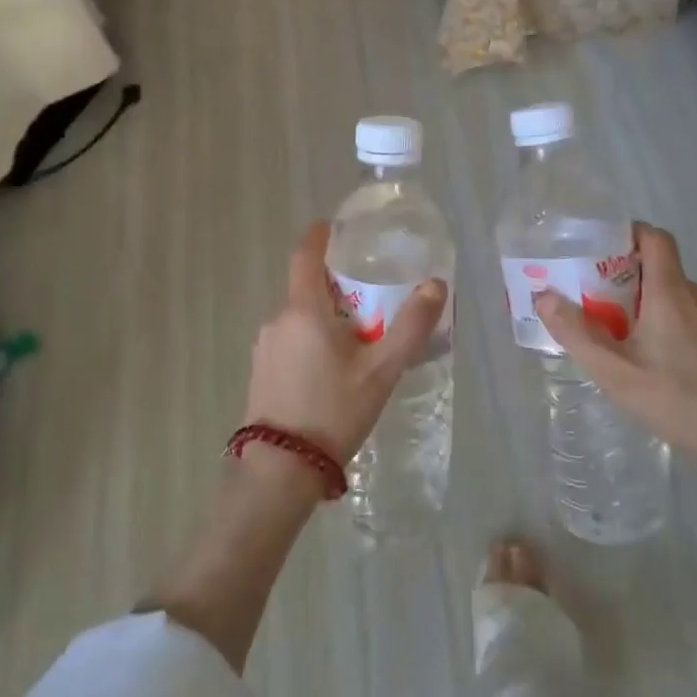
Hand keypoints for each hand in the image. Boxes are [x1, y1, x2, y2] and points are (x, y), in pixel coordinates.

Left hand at [244, 222, 447, 480]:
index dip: (319, 236)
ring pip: (300, 318)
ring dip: (326, 318)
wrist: (280, 470)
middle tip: (372, 299)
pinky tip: (332, 372)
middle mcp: (277, 320)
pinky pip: (290, 342)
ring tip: (359, 341)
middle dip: (337, 287)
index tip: (335, 226)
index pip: (305, 255)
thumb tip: (436, 284)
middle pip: (307, 289)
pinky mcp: (260, 372)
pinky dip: (312, 341)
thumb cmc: (333, 410)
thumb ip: (411, 325)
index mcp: (304, 310)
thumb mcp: (382, 369)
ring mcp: (264, 348)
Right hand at [537, 223, 696, 490]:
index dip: (626, 233)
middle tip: (590, 303)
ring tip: (615, 336)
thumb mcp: (616, 373)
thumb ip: (577, 334)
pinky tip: (653, 360)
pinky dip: (664, 322)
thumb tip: (544, 296)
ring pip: (671, 294)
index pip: (653, 237)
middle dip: (620, 278)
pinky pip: (688, 315)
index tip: (597, 250)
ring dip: (641, 304)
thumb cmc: (680, 400)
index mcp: (670, 292)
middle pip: (656, 267)